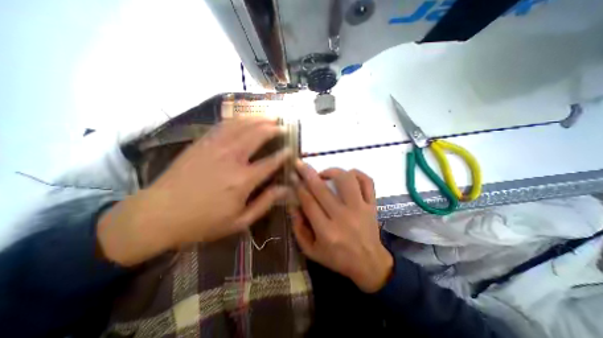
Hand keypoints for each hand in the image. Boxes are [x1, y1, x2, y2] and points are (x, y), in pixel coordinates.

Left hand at [99, 119, 291, 266]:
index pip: (271, 162)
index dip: (283, 154)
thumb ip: (264, 203)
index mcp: (242, 180)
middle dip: (273, 128)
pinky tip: (246, 118)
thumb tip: (284, 190)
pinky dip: (239, 119)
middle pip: (257, 135)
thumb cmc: (202, 222)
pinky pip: (224, 125)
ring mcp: (215, 147)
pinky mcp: (202, 143)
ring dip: (258, 119)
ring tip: (270, 116)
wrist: (158, 215)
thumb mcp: (239, 221)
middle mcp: (231, 158)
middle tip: (283, 126)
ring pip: (242, 125)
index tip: (291, 149)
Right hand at [290, 161, 393, 292]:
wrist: (369, 264)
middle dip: (307, 173)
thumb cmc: (337, 258)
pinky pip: (367, 181)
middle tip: (300, 164)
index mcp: (327, 231)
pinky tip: (347, 175)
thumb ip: (299, 228)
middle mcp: (343, 217)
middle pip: (322, 188)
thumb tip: (293, 204)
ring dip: (332, 171)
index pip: (308, 202)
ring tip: (324, 175)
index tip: (293, 177)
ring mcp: (360, 208)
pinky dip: (356, 173)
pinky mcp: (372, 205)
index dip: (298, 187)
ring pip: (346, 179)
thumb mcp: (311, 250)